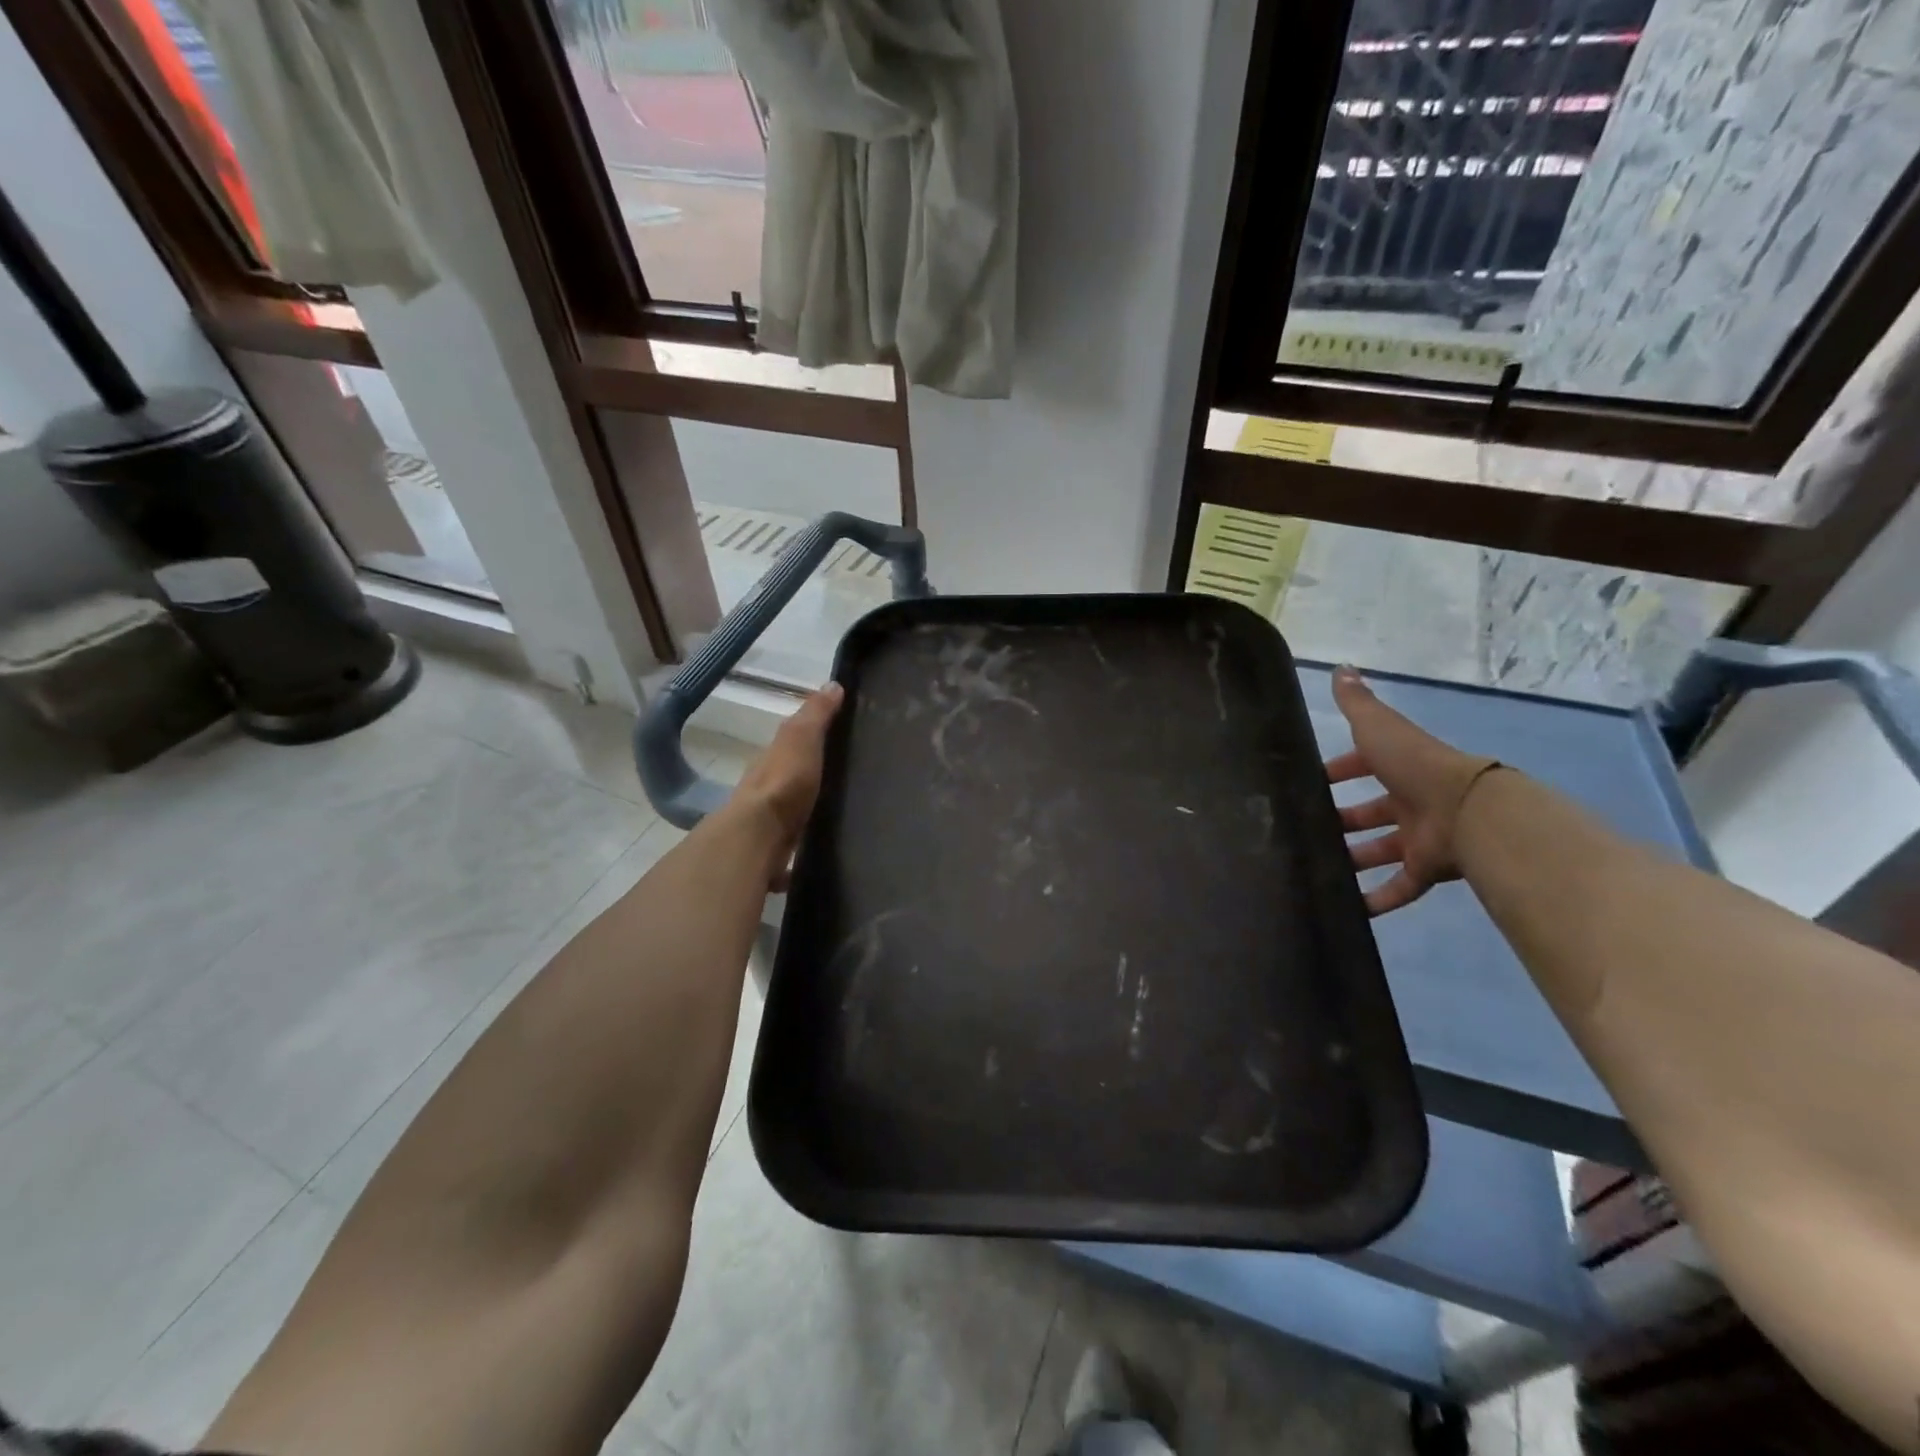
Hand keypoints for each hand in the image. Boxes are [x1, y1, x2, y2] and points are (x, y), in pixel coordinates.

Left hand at [730, 682, 842, 888]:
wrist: (759, 837)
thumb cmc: (784, 782)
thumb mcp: (802, 738)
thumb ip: (816, 715)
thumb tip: (832, 684)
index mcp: (772, 759)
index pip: (792, 743)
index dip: (812, 739)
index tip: (840, 740)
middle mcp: (765, 789)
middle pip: (789, 779)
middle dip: (810, 779)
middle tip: (845, 781)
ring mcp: (767, 823)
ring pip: (790, 813)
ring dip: (805, 814)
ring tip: (839, 817)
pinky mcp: (774, 853)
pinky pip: (792, 847)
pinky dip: (802, 850)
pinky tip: (821, 852)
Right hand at [1324, 666, 1499, 915]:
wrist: (1467, 809)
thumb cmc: (1415, 765)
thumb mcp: (1378, 727)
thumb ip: (1357, 703)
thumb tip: (1340, 667)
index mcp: (1398, 767)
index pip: (1363, 766)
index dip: (1338, 772)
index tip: (1309, 783)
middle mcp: (1409, 801)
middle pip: (1369, 813)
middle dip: (1341, 821)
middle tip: (1305, 831)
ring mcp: (1419, 837)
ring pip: (1379, 851)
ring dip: (1352, 860)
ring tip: (1316, 869)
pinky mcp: (1427, 869)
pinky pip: (1399, 888)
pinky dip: (1377, 900)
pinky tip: (1347, 909)